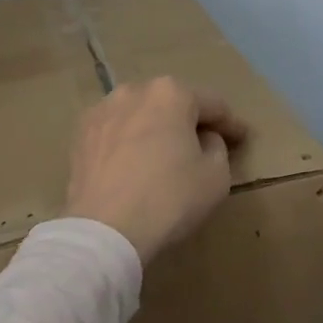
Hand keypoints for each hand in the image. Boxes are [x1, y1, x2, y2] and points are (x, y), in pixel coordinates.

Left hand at [63, 77, 248, 263]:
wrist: (105, 231)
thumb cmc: (169, 199)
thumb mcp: (216, 176)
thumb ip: (217, 147)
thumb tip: (203, 139)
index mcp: (171, 93)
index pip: (213, 105)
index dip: (232, 124)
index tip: (243, 138)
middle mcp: (134, 91)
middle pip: (172, 103)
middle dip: (190, 120)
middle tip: (206, 142)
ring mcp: (102, 111)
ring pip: (140, 114)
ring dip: (156, 128)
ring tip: (166, 151)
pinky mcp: (80, 135)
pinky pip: (116, 132)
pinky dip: (129, 142)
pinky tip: (135, 162)